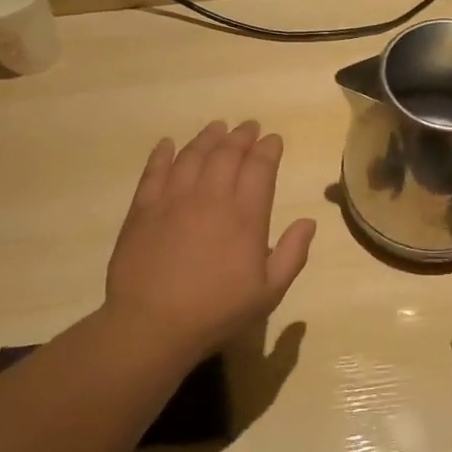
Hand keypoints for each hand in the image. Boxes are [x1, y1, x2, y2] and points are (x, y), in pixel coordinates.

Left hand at [104, 121, 315, 361]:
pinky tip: (168, 144)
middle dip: (241, 136)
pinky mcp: (143, 209)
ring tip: (217, 127)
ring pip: (192, 155)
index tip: (273, 139)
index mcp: (245, 216)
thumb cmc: (217, 312)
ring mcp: (173, 199)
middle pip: (227, 154)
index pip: (260, 168)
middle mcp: (211, 198)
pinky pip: (154, 171)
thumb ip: (292, 254)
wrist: (152, 325)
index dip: (268, 149)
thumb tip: (309, 222)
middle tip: (249, 126)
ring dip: (207, 138)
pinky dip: (163, 154)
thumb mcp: (269, 293)